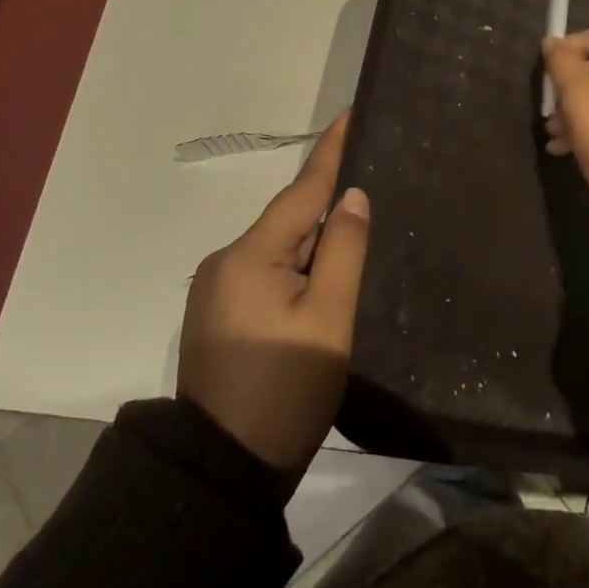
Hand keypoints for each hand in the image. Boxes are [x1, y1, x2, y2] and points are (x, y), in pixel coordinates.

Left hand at [177, 113, 368, 477]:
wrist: (222, 473)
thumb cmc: (285, 390)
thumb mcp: (328, 319)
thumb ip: (343, 250)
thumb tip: (351, 196)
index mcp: (248, 257)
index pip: (300, 192)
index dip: (328, 152)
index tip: (347, 114)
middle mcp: (224, 263)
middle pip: (289, 222)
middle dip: (327, 210)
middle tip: (372, 190)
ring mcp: (216, 291)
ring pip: (278, 250)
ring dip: (312, 245)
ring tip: (354, 239)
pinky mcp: (218, 317)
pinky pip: (265, 274)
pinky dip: (295, 268)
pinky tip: (319, 281)